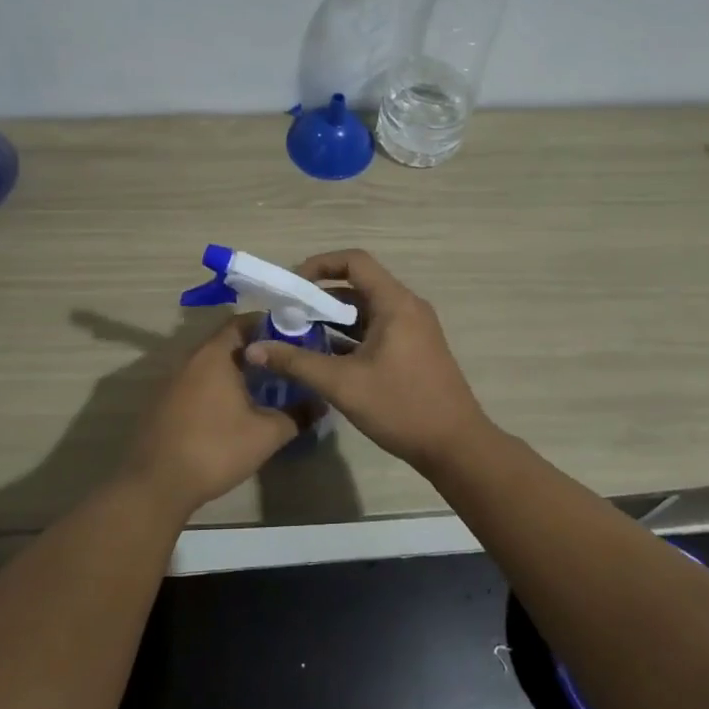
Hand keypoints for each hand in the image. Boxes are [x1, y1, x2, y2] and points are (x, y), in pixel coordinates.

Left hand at [126, 313, 307, 515]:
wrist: (157, 484)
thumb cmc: (215, 448)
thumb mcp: (266, 434)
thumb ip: (297, 415)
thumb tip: (320, 403)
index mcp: (214, 355)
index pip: (242, 322)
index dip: (269, 325)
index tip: (293, 336)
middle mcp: (190, 359)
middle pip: (227, 343)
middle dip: (256, 350)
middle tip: (284, 363)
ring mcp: (173, 381)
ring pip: (211, 365)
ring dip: (236, 371)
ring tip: (265, 386)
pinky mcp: (165, 403)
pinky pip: (198, 383)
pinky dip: (218, 387)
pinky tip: (234, 409)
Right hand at [244, 250, 491, 471]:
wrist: (455, 446)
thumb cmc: (401, 406)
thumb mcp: (342, 384)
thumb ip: (296, 362)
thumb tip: (254, 349)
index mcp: (395, 303)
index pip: (354, 262)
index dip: (319, 265)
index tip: (291, 286)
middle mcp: (407, 307)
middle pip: (358, 285)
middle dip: (320, 296)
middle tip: (287, 314)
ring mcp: (413, 329)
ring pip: (367, 310)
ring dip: (334, 318)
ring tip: (298, 335)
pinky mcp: (413, 350)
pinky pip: (376, 329)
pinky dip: (350, 336)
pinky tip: (324, 356)